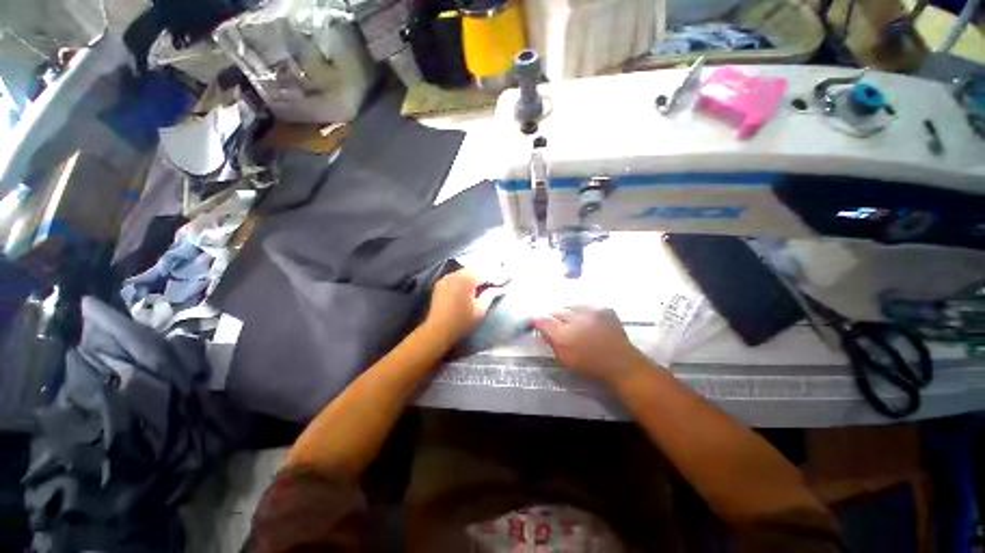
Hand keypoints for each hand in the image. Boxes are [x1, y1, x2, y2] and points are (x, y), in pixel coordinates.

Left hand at [424, 270, 499, 344]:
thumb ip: (491, 295)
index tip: (500, 284)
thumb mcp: (480, 310)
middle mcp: (455, 274)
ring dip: (472, 277)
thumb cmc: (462, 321)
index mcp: (466, 279)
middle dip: (483, 276)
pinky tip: (466, 289)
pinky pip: (455, 277)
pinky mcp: (439, 284)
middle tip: (491, 285)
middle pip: (473, 270)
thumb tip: (501, 289)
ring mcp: (445, 278)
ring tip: (479, 287)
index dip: (494, 278)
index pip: (484, 273)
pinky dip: (462, 280)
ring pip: (464, 272)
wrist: (437, 331)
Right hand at [532, 306, 650, 386]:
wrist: (621, 364)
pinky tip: (586, 320)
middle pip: (557, 310)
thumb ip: (550, 340)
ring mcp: (592, 312)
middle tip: (555, 324)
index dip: (536, 318)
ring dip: (568, 313)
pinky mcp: (604, 309)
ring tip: (572, 322)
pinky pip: (586, 305)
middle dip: (553, 316)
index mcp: (564, 335)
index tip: (533, 319)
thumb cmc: (589, 365)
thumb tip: (540, 326)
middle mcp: (577, 319)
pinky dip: (583, 311)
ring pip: (571, 306)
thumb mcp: (564, 358)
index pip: (543, 320)